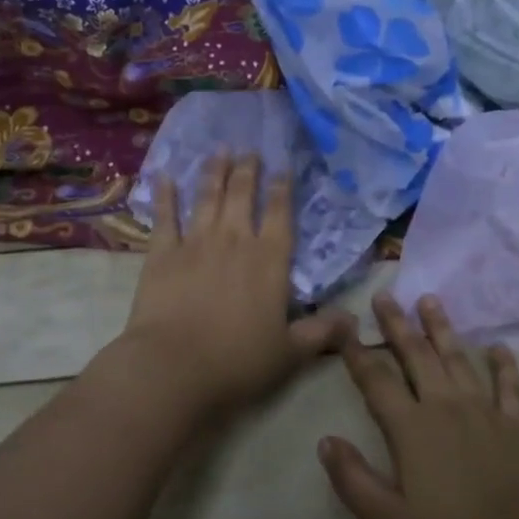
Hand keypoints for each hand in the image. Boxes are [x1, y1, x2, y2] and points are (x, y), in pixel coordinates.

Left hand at [108, 154, 353, 420]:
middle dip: (248, 170)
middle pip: (243, 195)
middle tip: (249, 150)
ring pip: (208, 197)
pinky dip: (165, 195)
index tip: (282, 167)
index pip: (280, 214)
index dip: (282, 188)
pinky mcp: (162, 253)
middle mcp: (235, 241)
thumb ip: (322, 332)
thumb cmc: (238, 362)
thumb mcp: (290, 353)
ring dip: (214, 172)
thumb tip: (355, 321)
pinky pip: (165, 217)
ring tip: (219, 151)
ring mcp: (196, 243)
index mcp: (270, 260)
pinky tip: (164, 176)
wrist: (174, 368)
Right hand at [319, 294, 518, 518]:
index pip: (376, 381)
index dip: (357, 353)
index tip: (344, 327)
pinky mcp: (517, 428)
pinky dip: (503, 365)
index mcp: (411, 429)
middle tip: (385, 295)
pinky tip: (499, 347)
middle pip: (416, 356)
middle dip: (398, 324)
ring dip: (442, 328)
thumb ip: (354, 480)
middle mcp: (445, 408)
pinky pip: (509, 386)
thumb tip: (325, 440)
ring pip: (458, 359)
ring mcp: (484, 413)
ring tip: (430, 300)